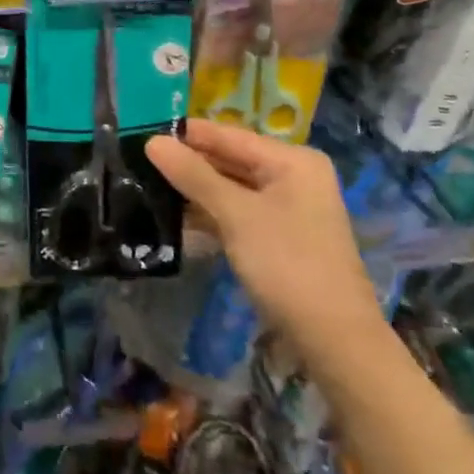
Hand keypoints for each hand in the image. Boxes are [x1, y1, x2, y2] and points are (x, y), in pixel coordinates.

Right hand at [147, 120, 383, 362]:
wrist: (335, 342)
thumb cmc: (288, 264)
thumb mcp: (236, 215)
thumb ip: (193, 175)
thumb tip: (152, 141)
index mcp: (292, 160)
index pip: (228, 135)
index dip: (186, 134)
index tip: (141, 130)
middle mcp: (293, 177)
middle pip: (230, 160)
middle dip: (188, 163)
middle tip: (138, 160)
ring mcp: (287, 209)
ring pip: (231, 188)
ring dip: (195, 190)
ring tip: (147, 184)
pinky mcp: (279, 237)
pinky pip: (237, 213)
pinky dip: (210, 214)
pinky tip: (175, 217)